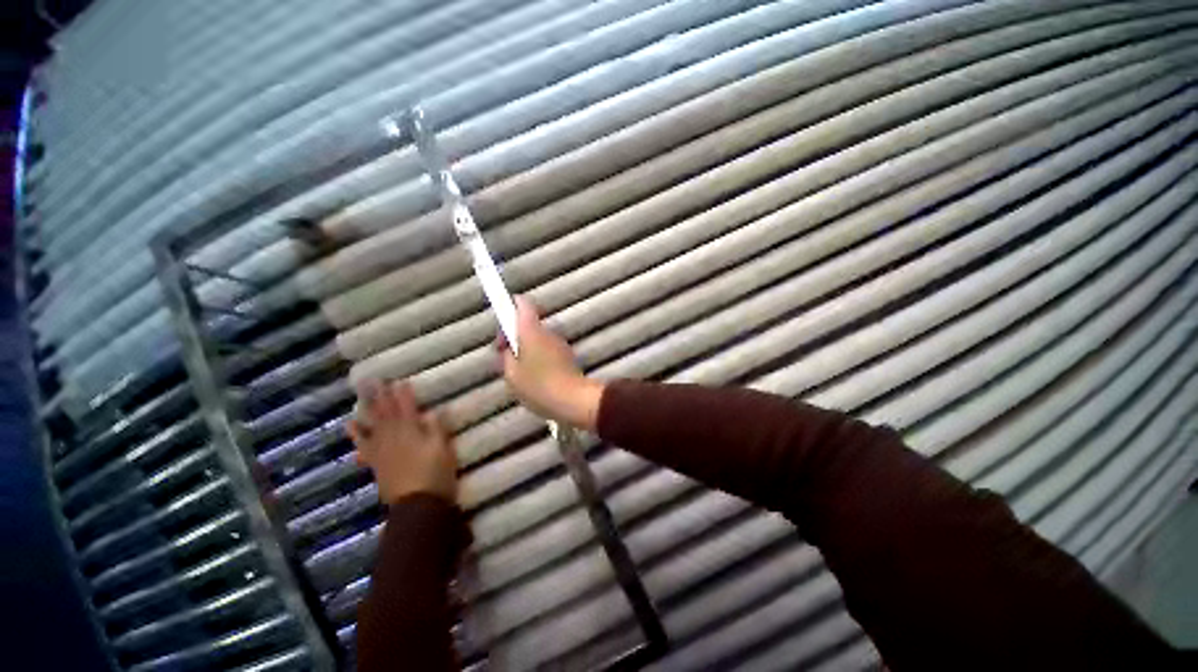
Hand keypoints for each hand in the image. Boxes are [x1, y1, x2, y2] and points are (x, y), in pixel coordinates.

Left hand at [348, 380, 457, 505]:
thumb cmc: (435, 474)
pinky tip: (351, 427)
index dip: (403, 394)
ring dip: (366, 411)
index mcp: (411, 432)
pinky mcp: (376, 464)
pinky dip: (357, 435)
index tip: (399, 380)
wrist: (417, 506)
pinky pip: (364, 445)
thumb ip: (437, 429)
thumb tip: (433, 411)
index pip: (407, 408)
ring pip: (371, 426)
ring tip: (358, 398)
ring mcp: (382, 451)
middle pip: (385, 413)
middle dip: (380, 396)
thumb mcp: (443, 449)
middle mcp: (393, 438)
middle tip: (371, 380)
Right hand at [497, 296, 604, 430]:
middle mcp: (547, 332)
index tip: (502, 318)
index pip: (523, 304)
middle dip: (514, 335)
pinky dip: (538, 357)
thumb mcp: (512, 375)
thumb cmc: (538, 386)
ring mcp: (559, 344)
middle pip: (528, 323)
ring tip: (517, 370)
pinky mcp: (567, 356)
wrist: (574, 400)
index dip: (511, 305)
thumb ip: (507, 357)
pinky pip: (547, 350)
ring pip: (538, 338)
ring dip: (526, 348)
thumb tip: (509, 349)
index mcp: (531, 331)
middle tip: (504, 355)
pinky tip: (533, 377)